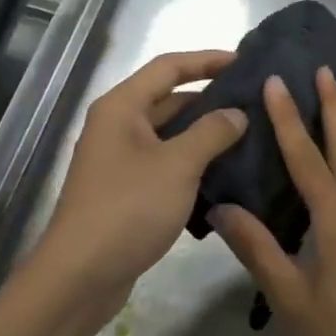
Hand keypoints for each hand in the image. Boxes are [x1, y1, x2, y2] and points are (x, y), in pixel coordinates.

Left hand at [29, 50, 247, 323]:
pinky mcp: (126, 191)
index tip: (244, 61)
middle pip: (169, 99)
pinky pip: (166, 164)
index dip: (207, 60)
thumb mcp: (178, 165)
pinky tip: (226, 174)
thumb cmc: (128, 208)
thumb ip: (212, 132)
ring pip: (170, 135)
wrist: (80, 276)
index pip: (169, 67)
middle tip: (255, 104)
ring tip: (249, 137)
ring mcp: (120, 160)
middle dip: (210, 100)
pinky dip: (193, 164)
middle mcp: (117, 126)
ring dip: (205, 135)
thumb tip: (237, 114)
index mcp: (122, 107)